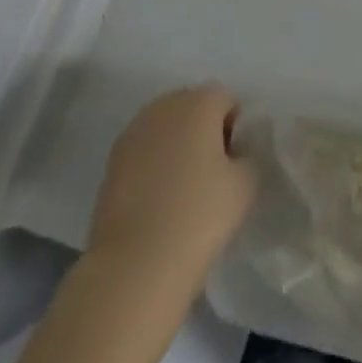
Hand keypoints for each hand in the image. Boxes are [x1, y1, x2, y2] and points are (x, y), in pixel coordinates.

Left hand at [87, 85, 256, 301]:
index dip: (236, 128)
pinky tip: (159, 200)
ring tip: (184, 189)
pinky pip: (145, 150)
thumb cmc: (199, 216)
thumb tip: (236, 154)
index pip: (226, 99)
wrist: (136, 263)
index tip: (235, 163)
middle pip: (193, 107)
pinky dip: (154, 165)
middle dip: (205, 132)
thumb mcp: (246, 185)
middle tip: (213, 175)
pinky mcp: (113, 159)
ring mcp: (133, 130)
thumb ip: (248, 156)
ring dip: (178, 146)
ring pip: (167, 128)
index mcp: (198, 102)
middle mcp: (164, 105)